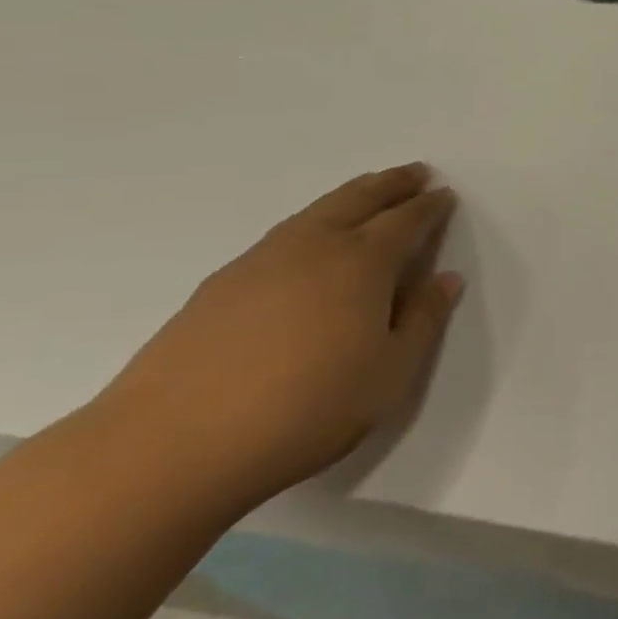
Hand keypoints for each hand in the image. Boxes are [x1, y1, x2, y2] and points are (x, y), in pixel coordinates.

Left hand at [97, 163, 462, 504]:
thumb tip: (445, 279)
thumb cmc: (307, 409)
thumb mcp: (390, 372)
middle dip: (392, 183)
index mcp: (362, 263)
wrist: (171, 446)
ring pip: (316, 211)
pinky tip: (309, 244)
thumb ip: (423, 319)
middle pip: (360, 199)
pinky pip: (284, 234)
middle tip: (415, 172)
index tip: (445, 194)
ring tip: (368, 193)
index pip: (406, 221)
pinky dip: (312, 222)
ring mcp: (260, 262)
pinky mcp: (220, 286)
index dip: (430, 206)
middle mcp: (313, 247)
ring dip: (351, 196)